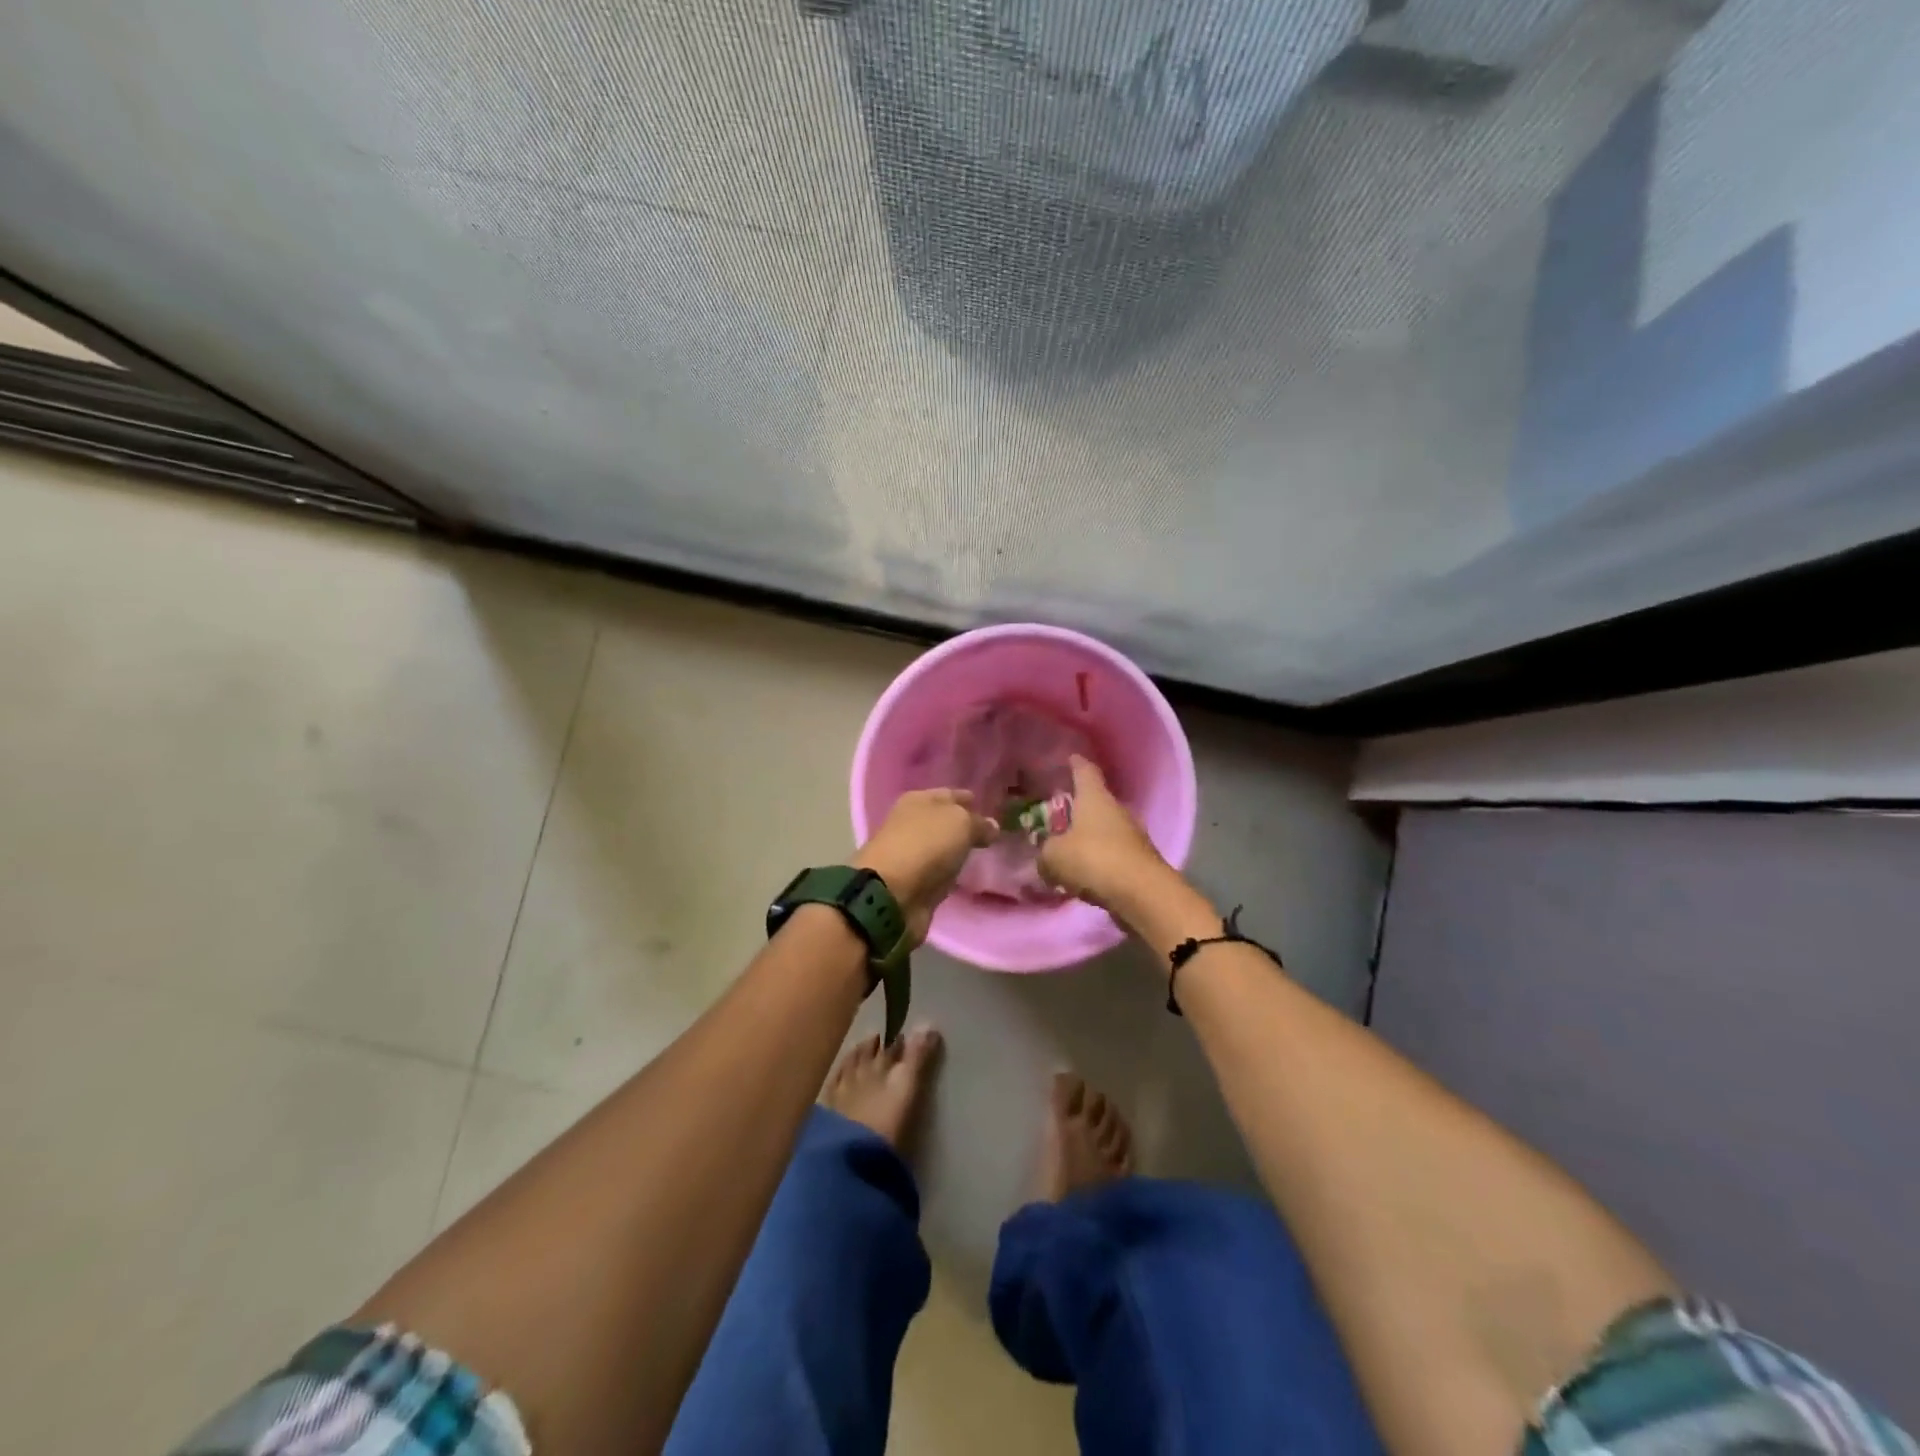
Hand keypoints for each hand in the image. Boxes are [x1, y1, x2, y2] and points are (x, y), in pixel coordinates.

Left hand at [855, 788, 998, 945]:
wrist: (892, 894)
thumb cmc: (926, 845)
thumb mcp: (960, 823)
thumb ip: (979, 823)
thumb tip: (992, 826)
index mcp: (918, 800)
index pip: (949, 794)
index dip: (967, 798)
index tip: (988, 804)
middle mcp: (911, 824)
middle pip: (943, 821)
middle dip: (964, 825)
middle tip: (992, 831)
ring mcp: (911, 854)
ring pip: (941, 847)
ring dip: (957, 850)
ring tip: (983, 852)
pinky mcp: (914, 883)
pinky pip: (939, 872)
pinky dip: (950, 872)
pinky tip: (966, 873)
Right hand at [1038, 756, 1168, 908]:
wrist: (1143, 894)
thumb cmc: (1094, 860)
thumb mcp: (1054, 857)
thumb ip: (1045, 853)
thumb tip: (1046, 857)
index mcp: (1095, 797)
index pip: (1085, 770)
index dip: (1075, 763)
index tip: (1069, 758)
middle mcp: (1117, 809)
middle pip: (1096, 801)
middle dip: (1079, 806)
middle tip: (1058, 813)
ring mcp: (1133, 835)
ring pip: (1106, 829)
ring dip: (1090, 836)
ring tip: (1068, 848)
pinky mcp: (1140, 860)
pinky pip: (1114, 854)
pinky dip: (1100, 859)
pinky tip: (1085, 873)